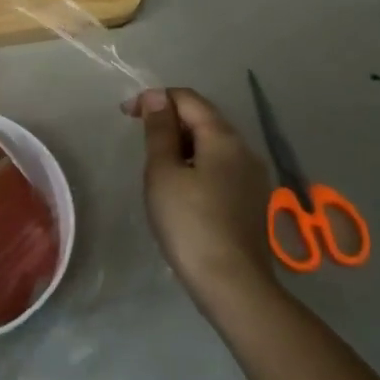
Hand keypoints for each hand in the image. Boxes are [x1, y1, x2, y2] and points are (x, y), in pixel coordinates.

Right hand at [128, 87, 277, 301]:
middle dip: (170, 121)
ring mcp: (252, 176)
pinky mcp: (252, 200)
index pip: (188, 99)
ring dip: (183, 144)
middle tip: (140, 141)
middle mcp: (244, 149)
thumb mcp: (163, 172)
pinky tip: (181, 189)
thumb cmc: (189, 223)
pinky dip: (197, 164)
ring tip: (157, 166)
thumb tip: (156, 96)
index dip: (155, 98)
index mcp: (223, 137)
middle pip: (204, 118)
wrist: (232, 284)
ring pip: (213, 144)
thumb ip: (159, 131)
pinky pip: (221, 167)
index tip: (127, 115)